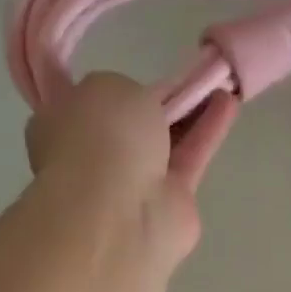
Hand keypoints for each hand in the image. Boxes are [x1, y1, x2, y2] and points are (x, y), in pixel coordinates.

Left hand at [25, 72, 235, 265]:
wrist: (117, 214)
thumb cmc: (99, 139)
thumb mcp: (106, 85)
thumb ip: (126, 88)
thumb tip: (141, 105)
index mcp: (61, 127)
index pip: (89, 105)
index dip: (119, 90)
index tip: (146, 77)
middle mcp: (95, 157)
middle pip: (134, 125)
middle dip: (160, 104)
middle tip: (190, 80)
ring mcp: (133, 184)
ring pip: (167, 142)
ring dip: (192, 114)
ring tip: (221, 85)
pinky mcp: (172, 202)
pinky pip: (191, 158)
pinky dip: (209, 132)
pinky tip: (229, 104)